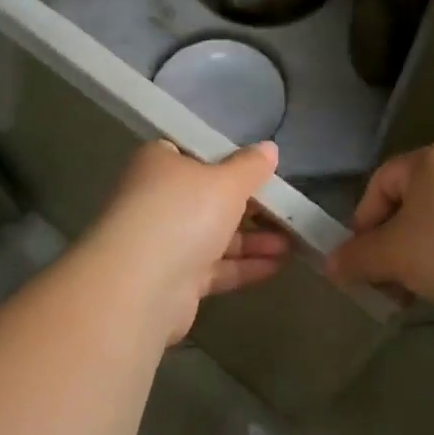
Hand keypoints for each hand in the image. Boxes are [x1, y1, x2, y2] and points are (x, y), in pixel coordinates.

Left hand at [82, 140, 289, 345]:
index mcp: (160, 163)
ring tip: (293, 242)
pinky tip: (278, 266)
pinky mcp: (173, 281)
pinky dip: (243, 266)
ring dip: (253, 239)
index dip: (228, 160)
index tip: (260, 170)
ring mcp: (163, 242)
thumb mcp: (227, 181)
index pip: (194, 154)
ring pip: (214, 235)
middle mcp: (157, 200)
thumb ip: (251, 166)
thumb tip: (269, 148)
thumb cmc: (183, 213)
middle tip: (287, 209)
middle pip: (209, 198)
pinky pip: (214, 268)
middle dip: (250, 206)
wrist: (140, 286)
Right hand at [328, 142, 433, 316]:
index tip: (363, 260)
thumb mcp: (394, 255)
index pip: (380, 182)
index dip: (364, 221)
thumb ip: (357, 258)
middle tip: (390, 281)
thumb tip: (330, 265)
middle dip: (394, 245)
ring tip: (423, 289)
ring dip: (423, 254)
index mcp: (428, 159)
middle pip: (411, 203)